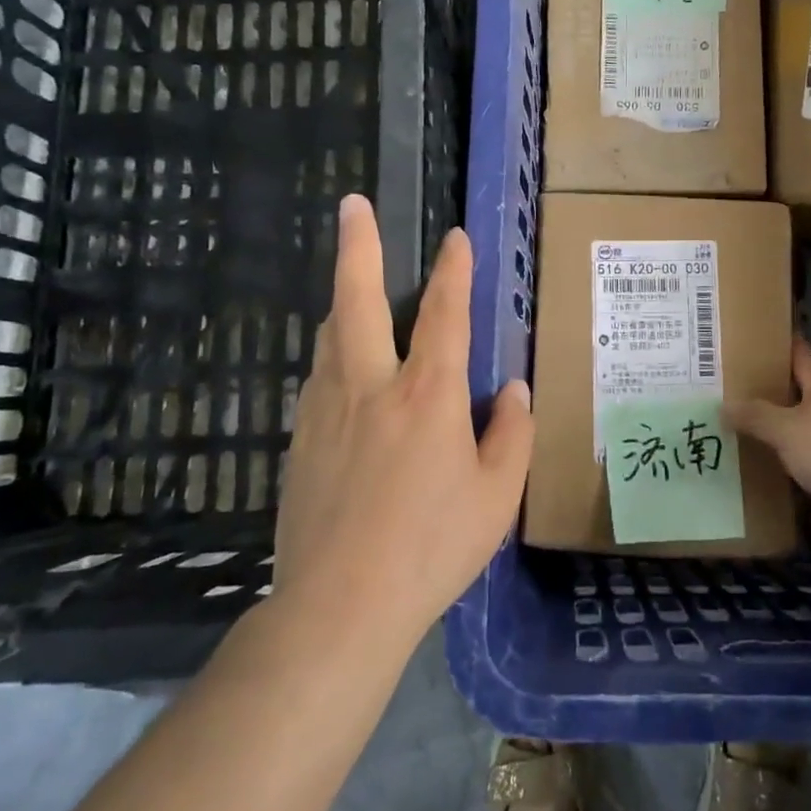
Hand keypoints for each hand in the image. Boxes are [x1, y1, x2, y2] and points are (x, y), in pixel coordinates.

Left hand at [272, 194, 533, 653]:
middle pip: (357, 300)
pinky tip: (343, 371)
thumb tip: (512, 389)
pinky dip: (334, 355)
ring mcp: (325, 410)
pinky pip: (319, 378)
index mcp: (427, 396)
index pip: (443, 315)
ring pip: (330, 335)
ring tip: (352, 284)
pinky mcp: (298, 439)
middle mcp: (370, 387)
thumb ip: (511, 434)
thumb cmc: (431, 548)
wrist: (339, 606)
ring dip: (343, 300)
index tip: (456, 238)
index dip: (453, 272)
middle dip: (358, 246)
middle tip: (352, 204)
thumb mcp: (496, 495)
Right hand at [728, 339, 810, 543]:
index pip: (802, 356)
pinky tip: (783, 478)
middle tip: (743, 394)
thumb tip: (725, 405)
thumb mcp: (785, 430)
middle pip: (808, 394)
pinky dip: (805, 469)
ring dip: (792, 435)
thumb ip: (756, 417)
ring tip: (757, 437)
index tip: (760, 339)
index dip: (783, 346)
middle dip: (780, 394)